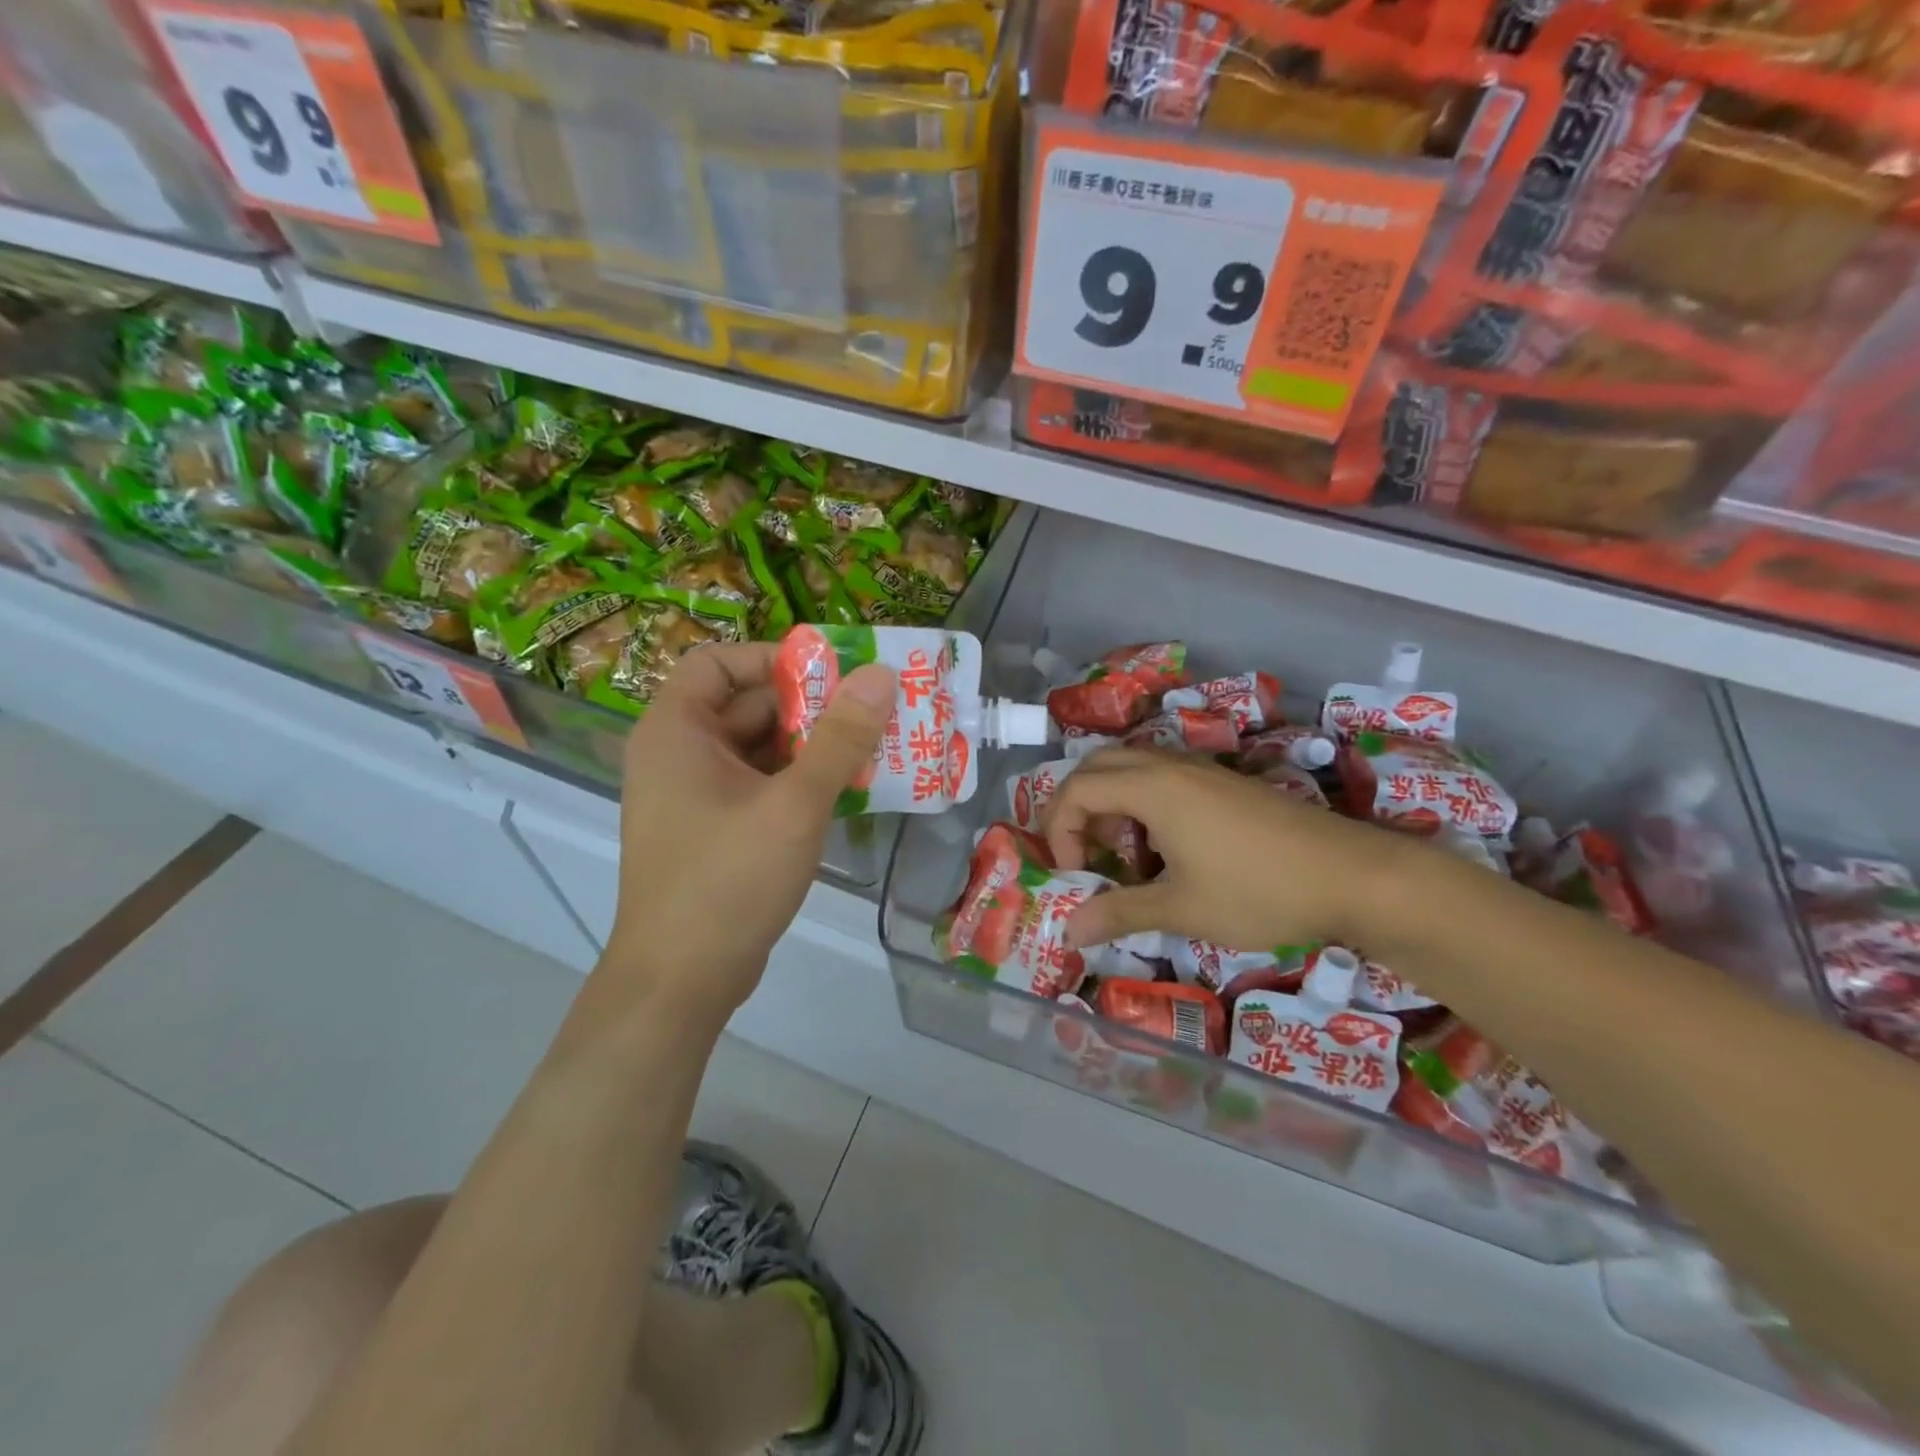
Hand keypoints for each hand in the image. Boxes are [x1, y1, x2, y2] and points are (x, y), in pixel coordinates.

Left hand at [595, 640, 894, 1028]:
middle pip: (746, 706)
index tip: (832, 675)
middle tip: (872, 711)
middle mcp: (678, 754)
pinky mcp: (713, 831)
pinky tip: (848, 791)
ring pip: (758, 750)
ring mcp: (694, 796)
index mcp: (676, 731)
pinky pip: (759, 786)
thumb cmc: (729, 881)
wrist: (681, 982)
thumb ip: (840, 737)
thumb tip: (880, 674)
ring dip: (812, 747)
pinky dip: (799, 782)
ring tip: (874, 748)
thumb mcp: (795, 804)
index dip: (773, 660)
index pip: (718, 662)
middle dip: (810, 708)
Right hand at [1041, 747, 1411, 951]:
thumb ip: (1120, 913)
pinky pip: (1162, 778)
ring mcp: (1201, 770)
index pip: (1077, 789)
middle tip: (1085, 856)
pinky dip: (1143, 805)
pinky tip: (1168, 851)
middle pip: (1098, 766)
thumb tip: (1067, 932)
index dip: (1059, 830)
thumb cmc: (1260, 891)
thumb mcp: (1183, 909)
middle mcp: (1170, 765)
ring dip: (1112, 806)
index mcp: (1153, 787)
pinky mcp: (1224, 782)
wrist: (1354, 876)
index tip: (1075, 875)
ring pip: (1131, 769)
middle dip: (1077, 809)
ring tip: (1127, 858)